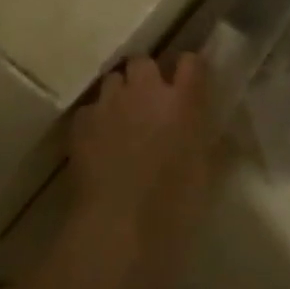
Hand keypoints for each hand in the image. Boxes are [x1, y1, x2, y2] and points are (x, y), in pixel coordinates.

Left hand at [67, 54, 216, 288]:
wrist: (118, 226)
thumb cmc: (174, 205)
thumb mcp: (205, 172)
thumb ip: (206, 139)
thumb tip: (208, 128)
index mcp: (183, 101)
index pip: (191, 61)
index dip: (190, 68)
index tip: (190, 81)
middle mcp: (145, 91)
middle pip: (144, 61)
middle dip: (146, 76)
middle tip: (150, 102)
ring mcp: (110, 104)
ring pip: (113, 80)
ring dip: (120, 93)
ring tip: (122, 118)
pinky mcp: (81, 122)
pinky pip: (91, 108)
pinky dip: (97, 119)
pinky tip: (99, 141)